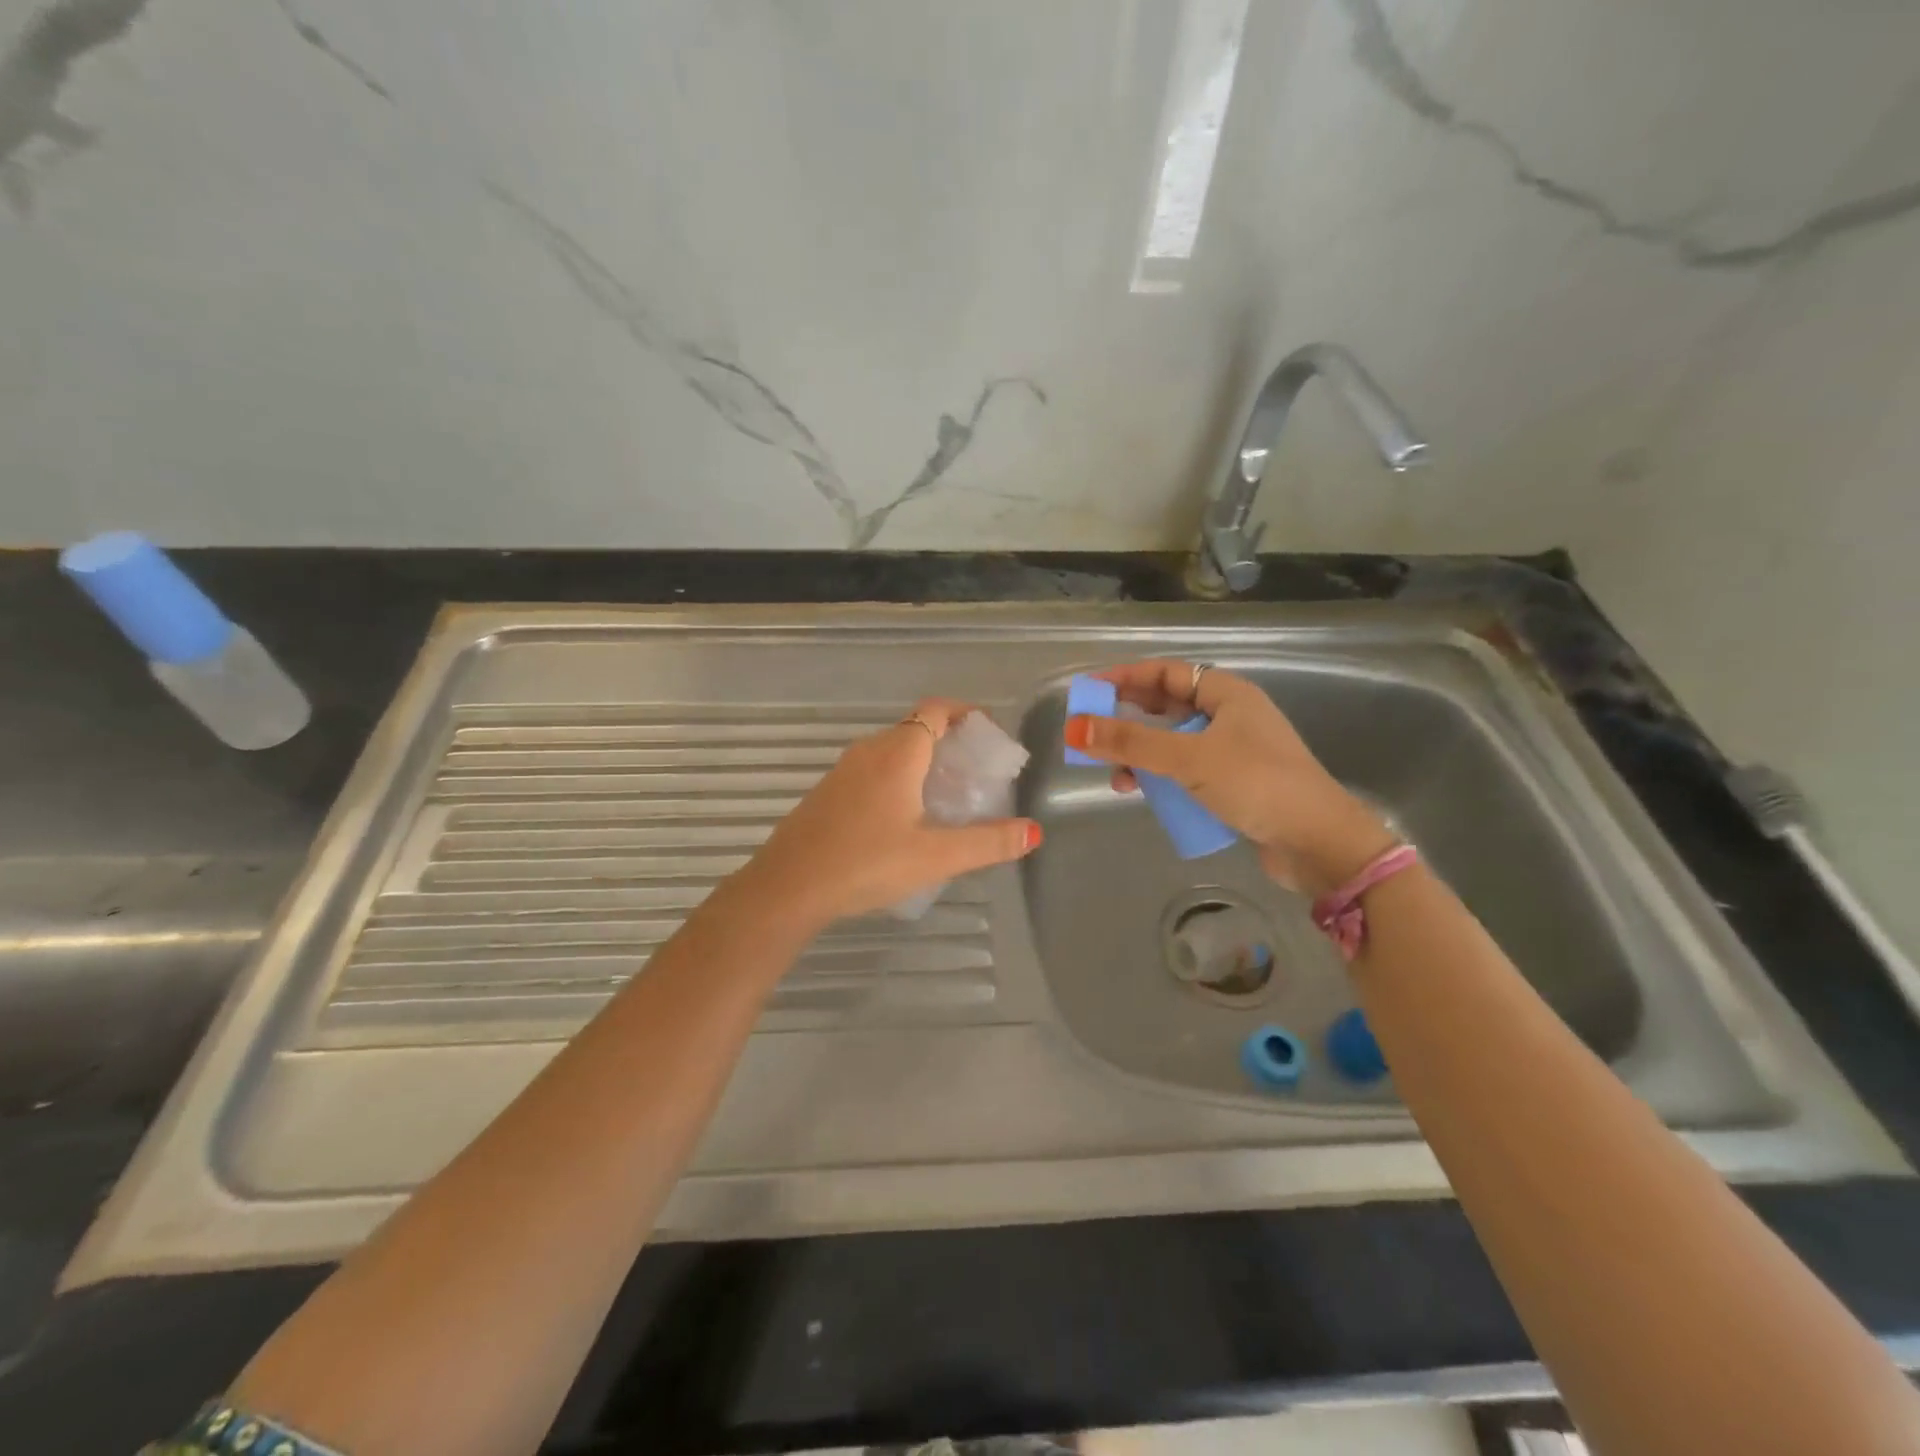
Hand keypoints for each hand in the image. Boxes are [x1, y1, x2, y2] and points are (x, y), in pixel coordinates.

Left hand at [743, 699, 1042, 928]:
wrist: (789, 886)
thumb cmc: (866, 863)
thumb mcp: (935, 856)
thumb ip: (987, 843)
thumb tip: (1033, 831)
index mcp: (898, 754)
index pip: (936, 710)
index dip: (965, 712)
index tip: (989, 733)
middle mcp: (869, 752)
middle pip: (916, 729)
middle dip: (949, 742)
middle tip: (976, 774)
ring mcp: (843, 771)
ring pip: (892, 751)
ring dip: (922, 762)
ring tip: (947, 797)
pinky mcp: (828, 793)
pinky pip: (872, 771)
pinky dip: (897, 779)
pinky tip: (904, 819)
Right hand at [1063, 660, 1395, 895]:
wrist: (1319, 843)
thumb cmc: (1257, 784)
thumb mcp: (1188, 759)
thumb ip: (1131, 743)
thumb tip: (1075, 727)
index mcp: (1227, 694)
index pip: (1166, 673)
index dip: (1125, 678)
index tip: (1089, 692)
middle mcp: (1230, 716)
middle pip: (1166, 708)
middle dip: (1128, 721)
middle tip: (1091, 735)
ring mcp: (1233, 752)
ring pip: (1173, 743)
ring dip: (1141, 755)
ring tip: (1117, 775)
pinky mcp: (1233, 784)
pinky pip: (1184, 771)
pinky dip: (1161, 778)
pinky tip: (1144, 793)